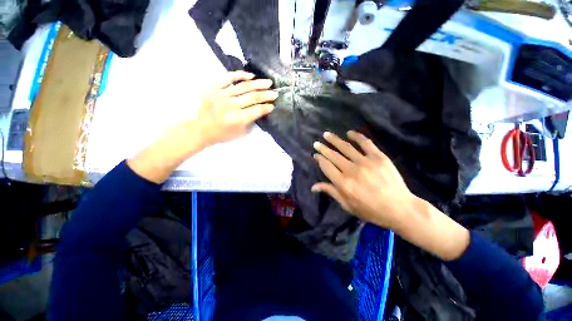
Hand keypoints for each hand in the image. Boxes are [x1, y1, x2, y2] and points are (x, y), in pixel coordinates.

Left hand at [197, 71, 277, 146]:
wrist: (201, 130)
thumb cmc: (223, 134)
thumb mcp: (241, 133)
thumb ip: (251, 120)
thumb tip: (262, 109)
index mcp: (236, 120)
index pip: (257, 110)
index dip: (267, 107)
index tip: (272, 105)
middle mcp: (230, 106)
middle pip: (253, 97)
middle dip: (266, 95)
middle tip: (275, 93)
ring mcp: (220, 95)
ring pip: (244, 86)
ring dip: (258, 84)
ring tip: (268, 82)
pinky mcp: (213, 88)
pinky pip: (228, 78)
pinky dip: (240, 75)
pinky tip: (250, 75)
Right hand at [311, 131, 414, 228]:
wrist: (400, 209)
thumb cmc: (371, 210)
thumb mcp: (347, 205)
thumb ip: (331, 192)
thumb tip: (313, 187)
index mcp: (343, 184)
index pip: (326, 166)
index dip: (319, 159)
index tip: (315, 155)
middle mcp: (351, 170)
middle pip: (333, 155)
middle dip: (323, 148)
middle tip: (316, 143)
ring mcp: (365, 162)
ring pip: (346, 147)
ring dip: (334, 140)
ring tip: (326, 134)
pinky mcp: (379, 157)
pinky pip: (365, 143)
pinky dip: (357, 136)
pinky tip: (349, 133)